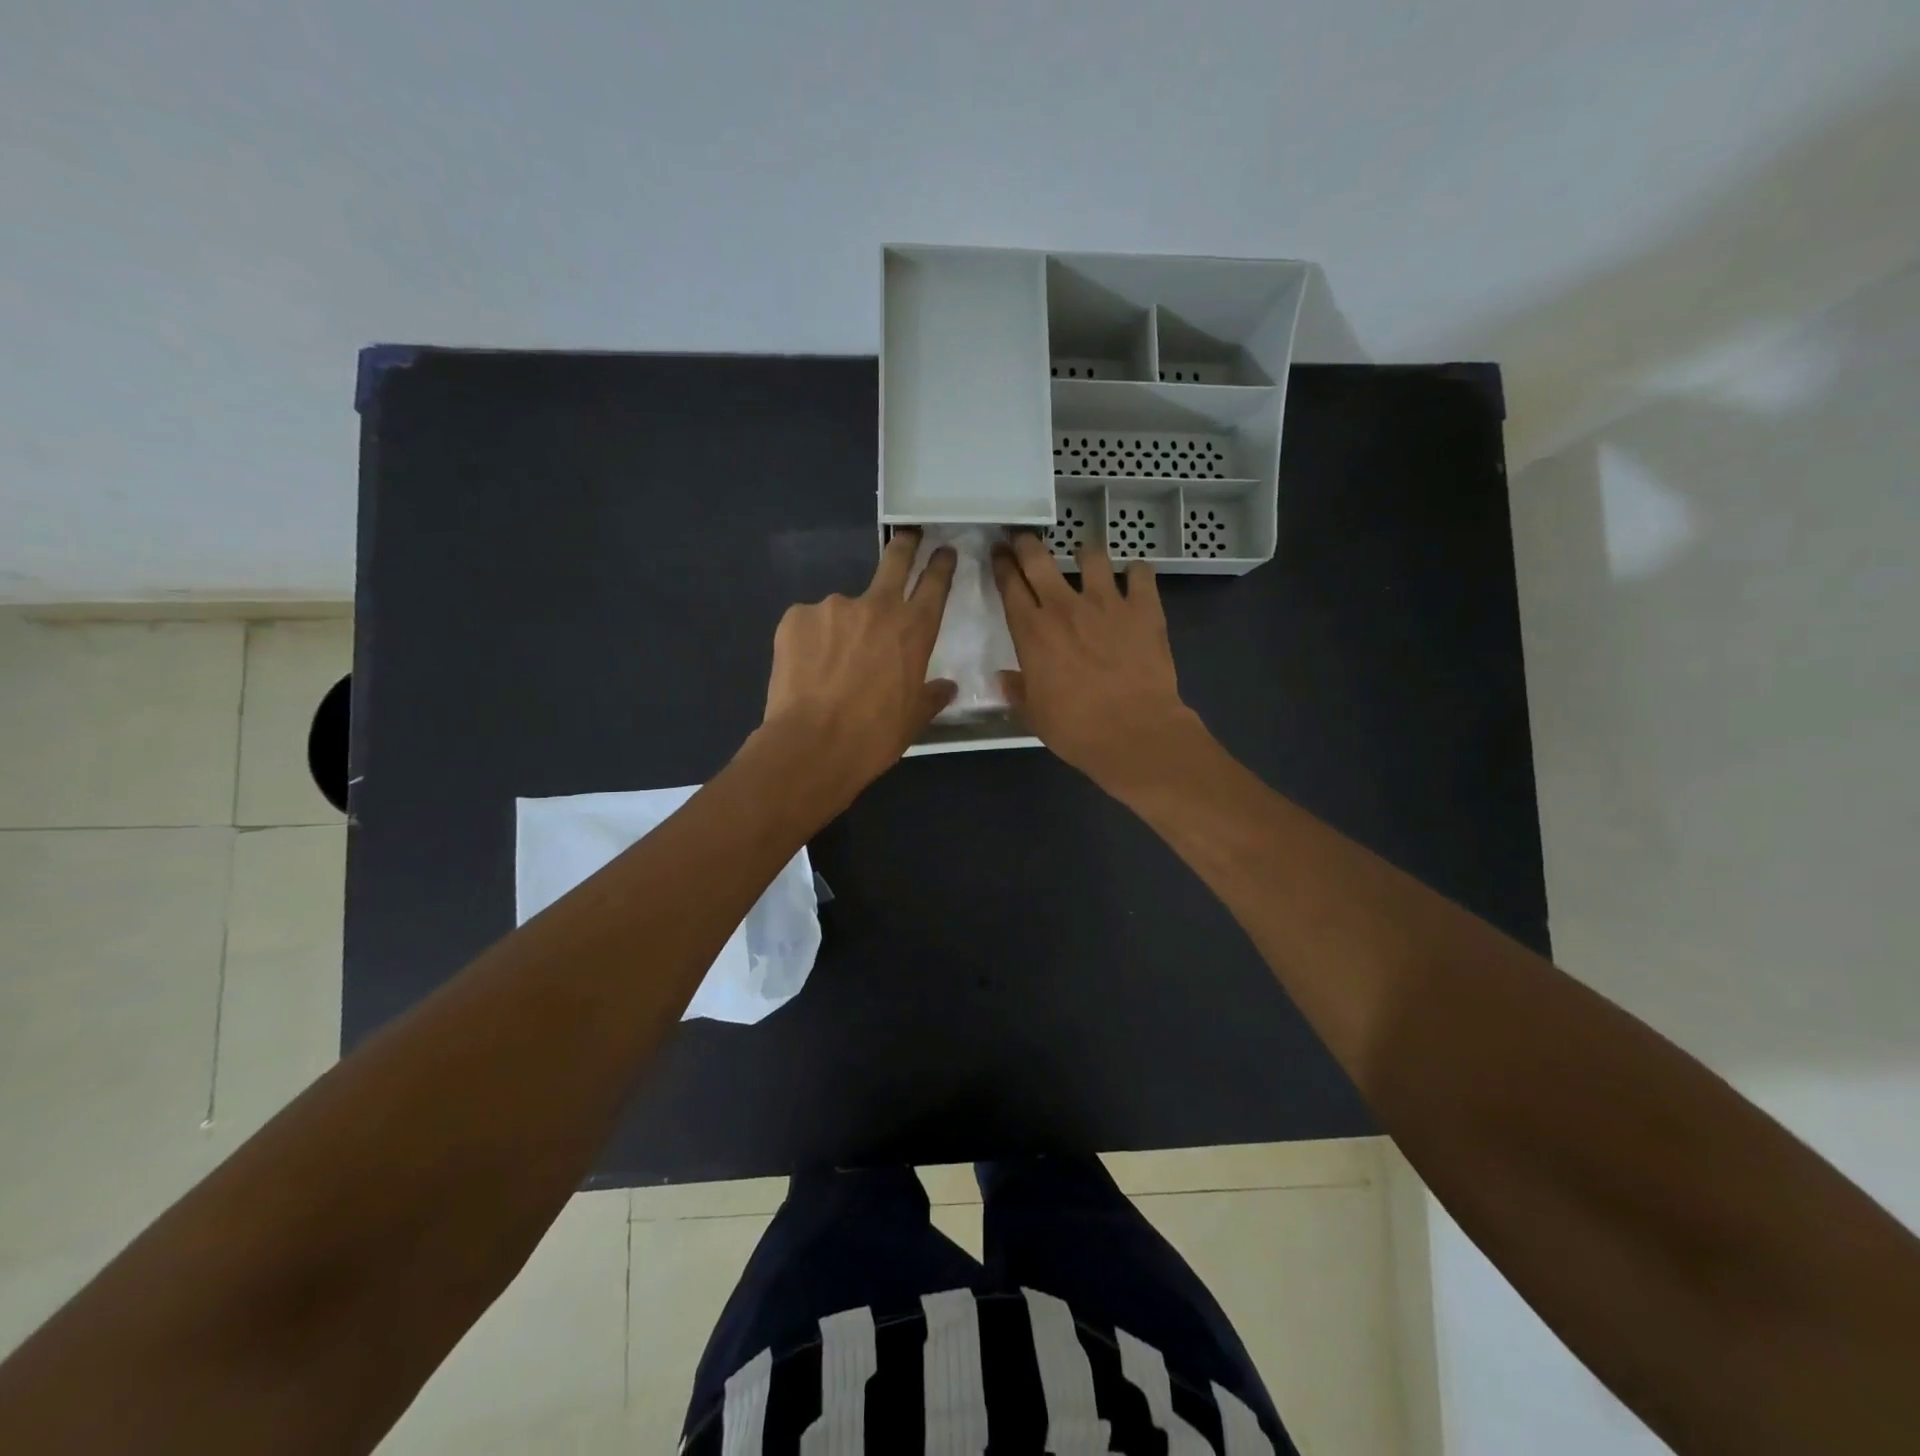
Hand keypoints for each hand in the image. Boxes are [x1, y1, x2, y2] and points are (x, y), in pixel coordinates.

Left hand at [760, 528, 957, 807]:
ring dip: (843, 628)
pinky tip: (807, 670)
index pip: (935, 583)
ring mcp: (833, 606)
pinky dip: (812, 641)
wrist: (811, 745)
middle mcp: (876, 606)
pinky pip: (810, 624)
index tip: (943, 551)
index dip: (941, 564)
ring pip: (844, 609)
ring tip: (830, 666)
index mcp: (914, 629)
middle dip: (905, 544)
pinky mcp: (796, 617)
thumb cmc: (874, 736)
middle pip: (895, 559)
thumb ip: (931, 696)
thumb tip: (946, 687)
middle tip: (908, 536)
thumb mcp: (913, 719)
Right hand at [992, 534, 1204, 794]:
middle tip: (1024, 539)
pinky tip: (1134, 580)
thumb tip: (1005, 678)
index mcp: (1032, 631)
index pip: (1009, 584)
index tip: (998, 554)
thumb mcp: (1034, 714)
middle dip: (1027, 543)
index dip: (1001, 564)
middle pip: (1038, 558)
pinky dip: (1136, 573)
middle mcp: (1064, 606)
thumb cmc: (1075, 728)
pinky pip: (1140, 573)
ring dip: (1085, 554)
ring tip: (1086, 559)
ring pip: (1091, 555)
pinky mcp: (1144, 608)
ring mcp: (1107, 602)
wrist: (1134, 732)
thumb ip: (1018, 690)